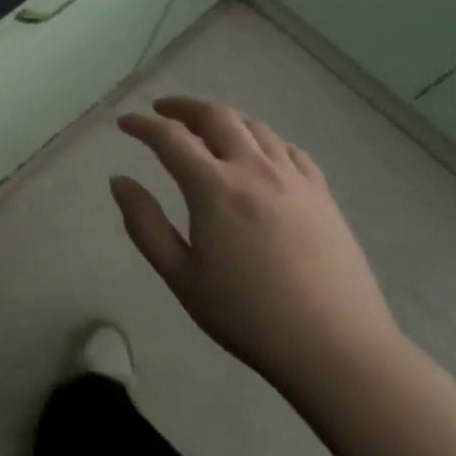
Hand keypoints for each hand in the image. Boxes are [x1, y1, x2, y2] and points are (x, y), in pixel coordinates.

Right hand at [112, 96, 400, 392]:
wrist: (336, 348)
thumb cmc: (248, 316)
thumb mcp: (181, 276)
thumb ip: (145, 224)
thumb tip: (119, 181)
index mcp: (214, 188)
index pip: (169, 138)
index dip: (142, 125)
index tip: (124, 123)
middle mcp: (253, 169)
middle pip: (215, 117)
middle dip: (183, 107)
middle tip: (162, 110)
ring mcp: (294, 179)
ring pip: (254, 127)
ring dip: (223, 118)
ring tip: (205, 126)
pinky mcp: (322, 195)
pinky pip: (288, 149)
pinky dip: (263, 140)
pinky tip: (259, 154)